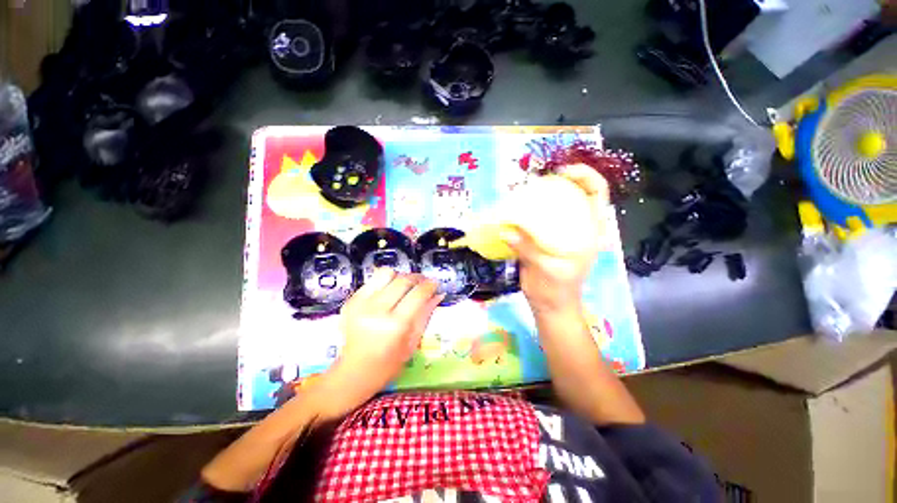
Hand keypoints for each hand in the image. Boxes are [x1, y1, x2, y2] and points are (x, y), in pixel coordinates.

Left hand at [318, 269, 442, 415]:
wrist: (354, 371)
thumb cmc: (389, 363)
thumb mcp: (413, 342)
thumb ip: (425, 314)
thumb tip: (438, 294)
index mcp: (396, 325)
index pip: (418, 294)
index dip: (429, 285)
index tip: (435, 284)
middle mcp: (377, 310)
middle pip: (403, 280)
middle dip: (418, 278)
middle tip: (423, 282)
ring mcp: (361, 304)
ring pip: (386, 273)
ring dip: (400, 277)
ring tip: (405, 286)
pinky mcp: (351, 301)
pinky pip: (373, 280)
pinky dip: (385, 282)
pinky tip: (389, 291)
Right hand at [503, 165, 609, 314]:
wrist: (550, 306)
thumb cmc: (555, 291)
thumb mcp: (545, 271)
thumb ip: (527, 250)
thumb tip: (505, 231)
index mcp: (589, 232)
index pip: (597, 193)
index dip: (584, 176)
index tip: (561, 172)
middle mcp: (578, 227)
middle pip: (576, 192)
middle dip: (559, 180)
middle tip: (536, 179)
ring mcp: (562, 232)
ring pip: (557, 204)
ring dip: (543, 193)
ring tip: (524, 191)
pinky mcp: (546, 237)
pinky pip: (539, 217)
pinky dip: (529, 210)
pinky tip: (516, 209)